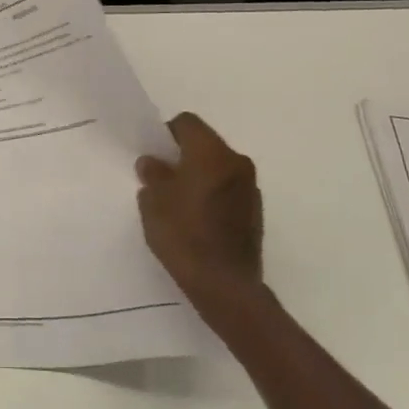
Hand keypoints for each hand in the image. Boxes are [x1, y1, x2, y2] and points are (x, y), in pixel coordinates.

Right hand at [136, 112, 264, 313]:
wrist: (225, 285)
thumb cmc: (184, 235)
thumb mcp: (154, 202)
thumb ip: (153, 175)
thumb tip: (153, 163)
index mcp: (210, 153)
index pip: (187, 123)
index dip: (166, 134)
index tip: (154, 156)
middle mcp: (236, 162)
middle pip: (205, 143)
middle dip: (183, 155)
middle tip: (162, 178)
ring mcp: (250, 187)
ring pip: (218, 167)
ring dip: (200, 175)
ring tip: (179, 201)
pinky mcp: (255, 210)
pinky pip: (228, 188)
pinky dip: (213, 193)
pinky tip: (198, 219)